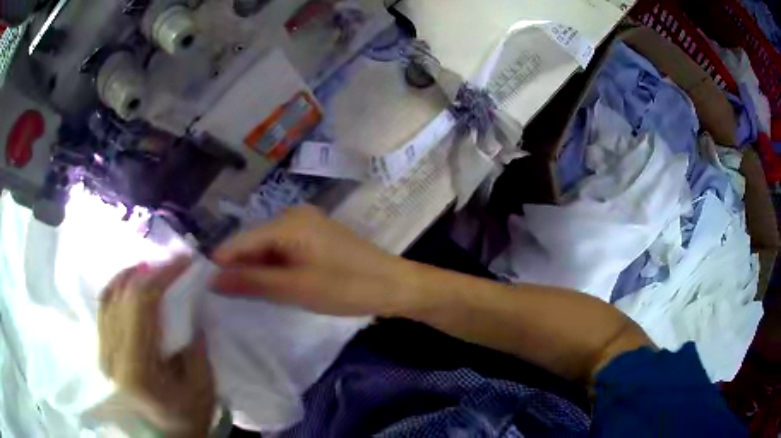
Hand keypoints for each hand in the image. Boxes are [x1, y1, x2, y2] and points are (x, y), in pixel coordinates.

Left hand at [98, 259, 215, 437]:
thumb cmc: (184, 420)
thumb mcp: (202, 388)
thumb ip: (195, 345)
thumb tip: (190, 305)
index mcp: (138, 368)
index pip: (141, 302)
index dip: (162, 274)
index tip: (184, 261)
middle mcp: (112, 354)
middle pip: (122, 293)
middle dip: (149, 271)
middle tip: (172, 266)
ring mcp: (102, 351)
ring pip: (108, 295)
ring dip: (131, 276)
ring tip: (152, 271)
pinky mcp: (100, 350)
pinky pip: (103, 307)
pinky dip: (118, 289)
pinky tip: (132, 287)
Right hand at [211, 205, 417, 316]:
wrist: (394, 285)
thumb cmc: (347, 287)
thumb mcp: (295, 288)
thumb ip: (252, 283)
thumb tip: (212, 280)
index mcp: (288, 222)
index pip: (241, 241)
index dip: (222, 264)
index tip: (204, 287)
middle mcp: (294, 216)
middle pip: (254, 243)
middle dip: (241, 269)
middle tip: (227, 299)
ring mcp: (306, 225)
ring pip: (268, 249)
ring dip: (258, 271)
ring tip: (246, 296)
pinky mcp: (315, 237)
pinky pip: (284, 251)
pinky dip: (275, 269)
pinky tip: (272, 286)